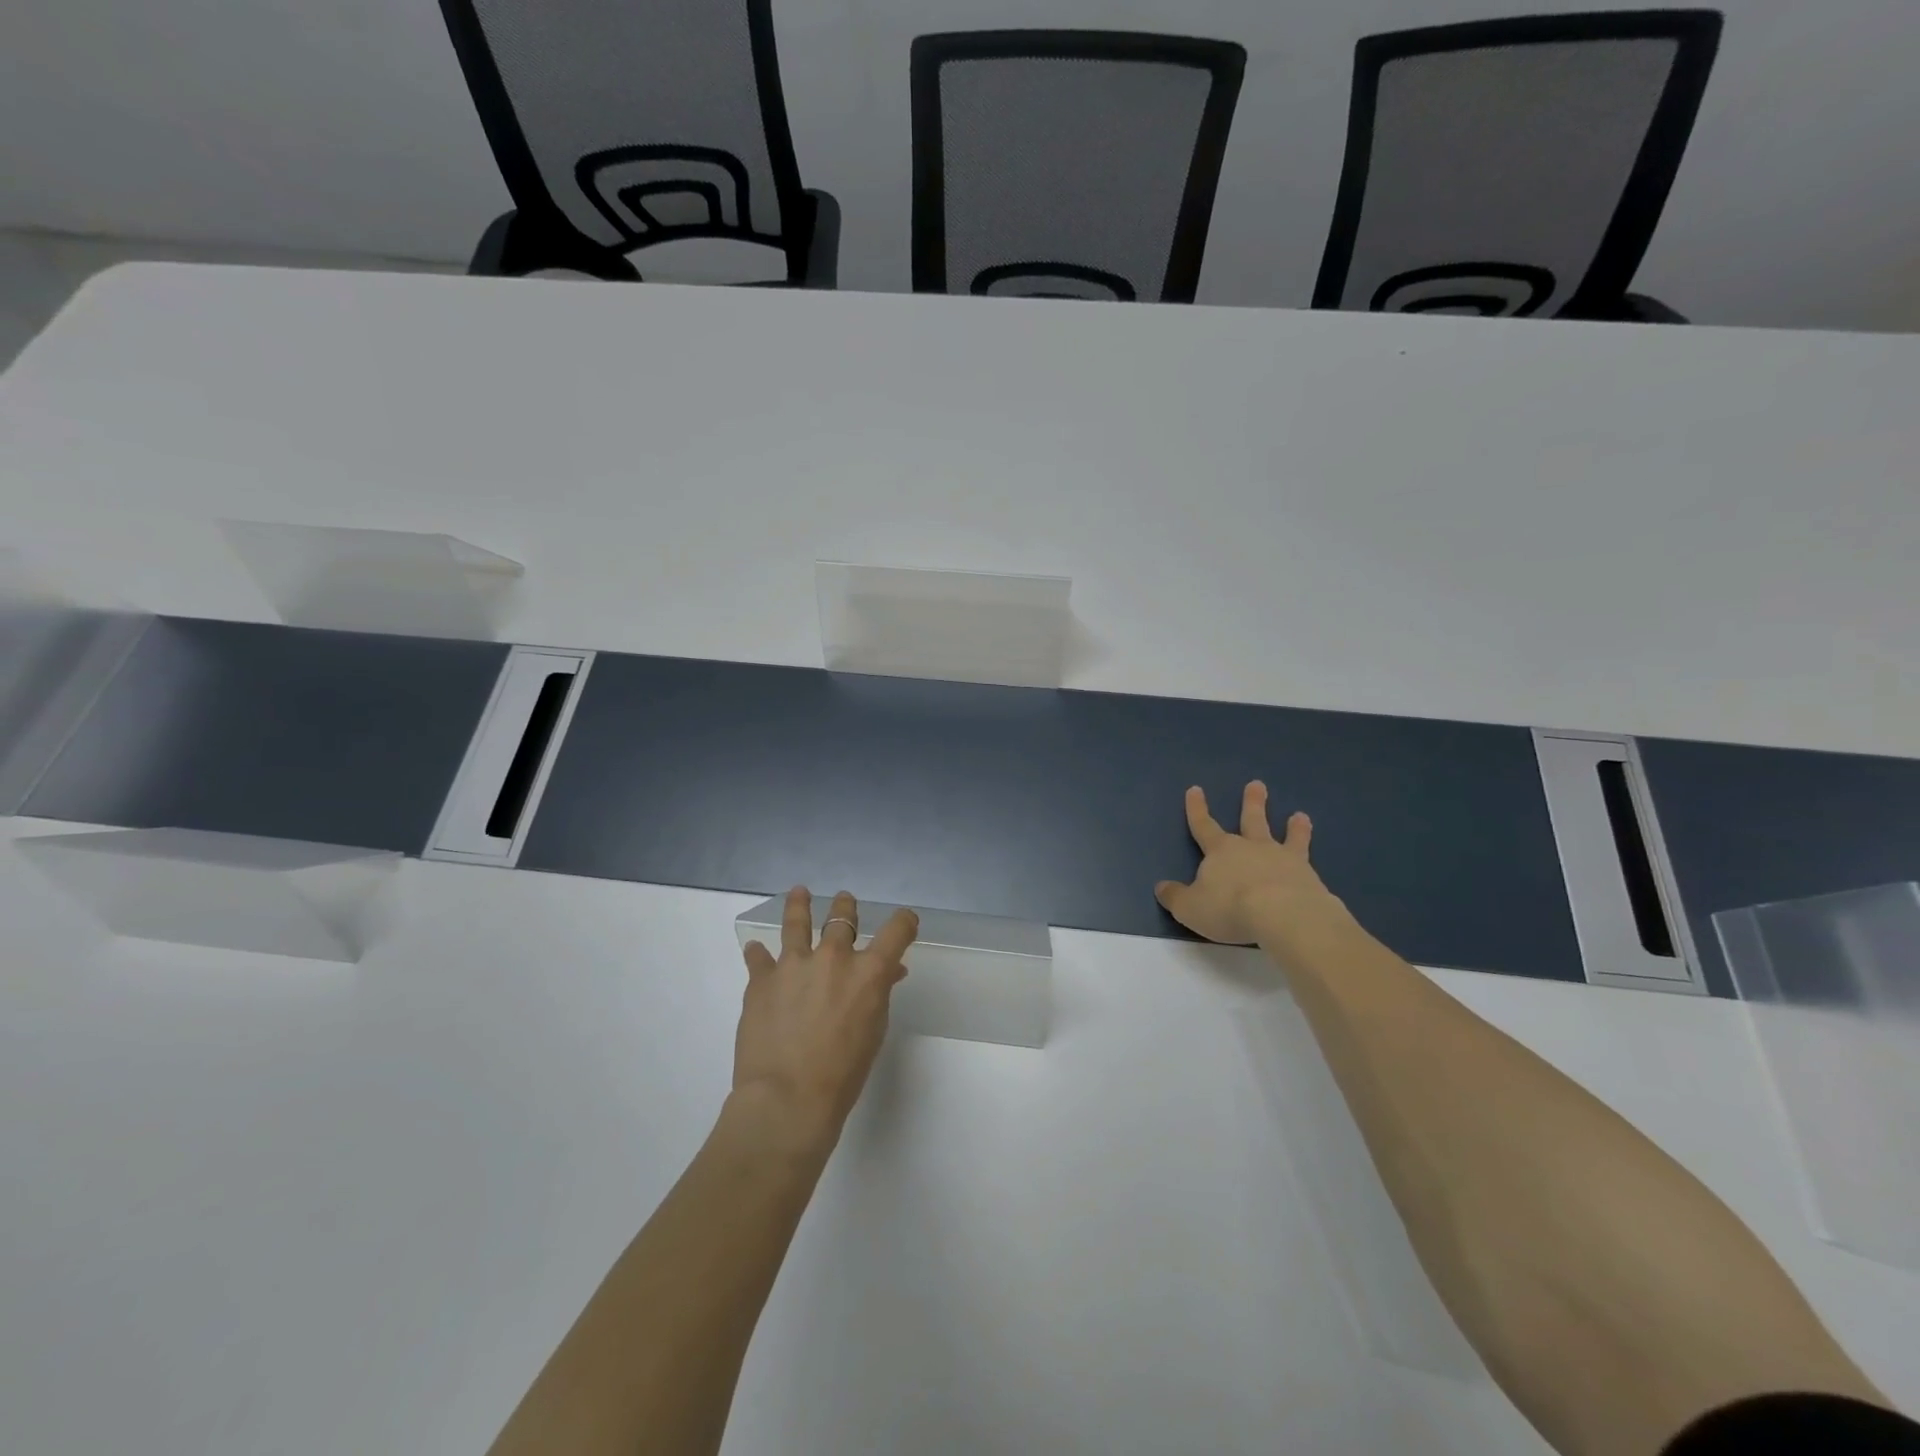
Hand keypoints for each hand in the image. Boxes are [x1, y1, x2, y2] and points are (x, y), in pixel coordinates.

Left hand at [735, 888, 918, 1151]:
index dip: (904, 921)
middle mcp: (833, 957)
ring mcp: (794, 964)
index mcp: (868, 972)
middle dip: (845, 907)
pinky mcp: (761, 979)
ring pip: (797, 922)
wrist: (788, 1098)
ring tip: (799, 893)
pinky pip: (758, 957)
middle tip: (844, 901)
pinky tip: (756, 950)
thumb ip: (879, 995)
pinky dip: (759, 954)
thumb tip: (886, 975)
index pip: (896, 930)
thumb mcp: (873, 1033)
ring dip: (799, 905)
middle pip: (843, 917)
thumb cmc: (843, 1074)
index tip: (905, 920)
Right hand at [1155, 783, 1348, 947]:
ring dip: (1293, 826)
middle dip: (1252, 803)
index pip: (1203, 825)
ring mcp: (1283, 859)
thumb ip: (1175, 897)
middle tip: (1257, 784)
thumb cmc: (1229, 908)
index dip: (1197, 809)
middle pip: (1251, 820)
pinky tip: (1316, 865)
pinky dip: (1311, 859)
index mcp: (1220, 851)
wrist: (1283, 916)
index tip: (1195, 789)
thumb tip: (1161, 887)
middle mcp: (1252, 847)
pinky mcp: (1309, 876)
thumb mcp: (1190, 907)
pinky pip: (1308, 861)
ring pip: (1288, 836)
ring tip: (1300, 815)